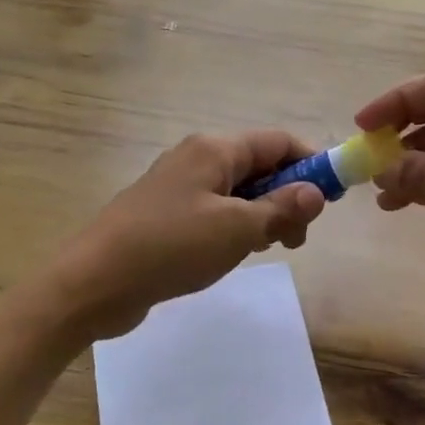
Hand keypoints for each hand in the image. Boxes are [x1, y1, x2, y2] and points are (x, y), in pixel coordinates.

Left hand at [46, 130, 326, 341]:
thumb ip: (281, 208)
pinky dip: (235, 227)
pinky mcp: (166, 215)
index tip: (332, 200)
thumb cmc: (170, 247)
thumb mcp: (236, 229)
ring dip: (262, 215)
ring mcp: (178, 187)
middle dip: (287, 197)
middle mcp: (197, 158)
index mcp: (214, 149)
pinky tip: (236, 254)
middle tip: (296, 238)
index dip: (311, 165)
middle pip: (259, 165)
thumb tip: (317, 192)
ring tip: (267, 249)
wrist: (93, 283)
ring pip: (237, 192)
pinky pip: (214, 211)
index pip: (278, 142)